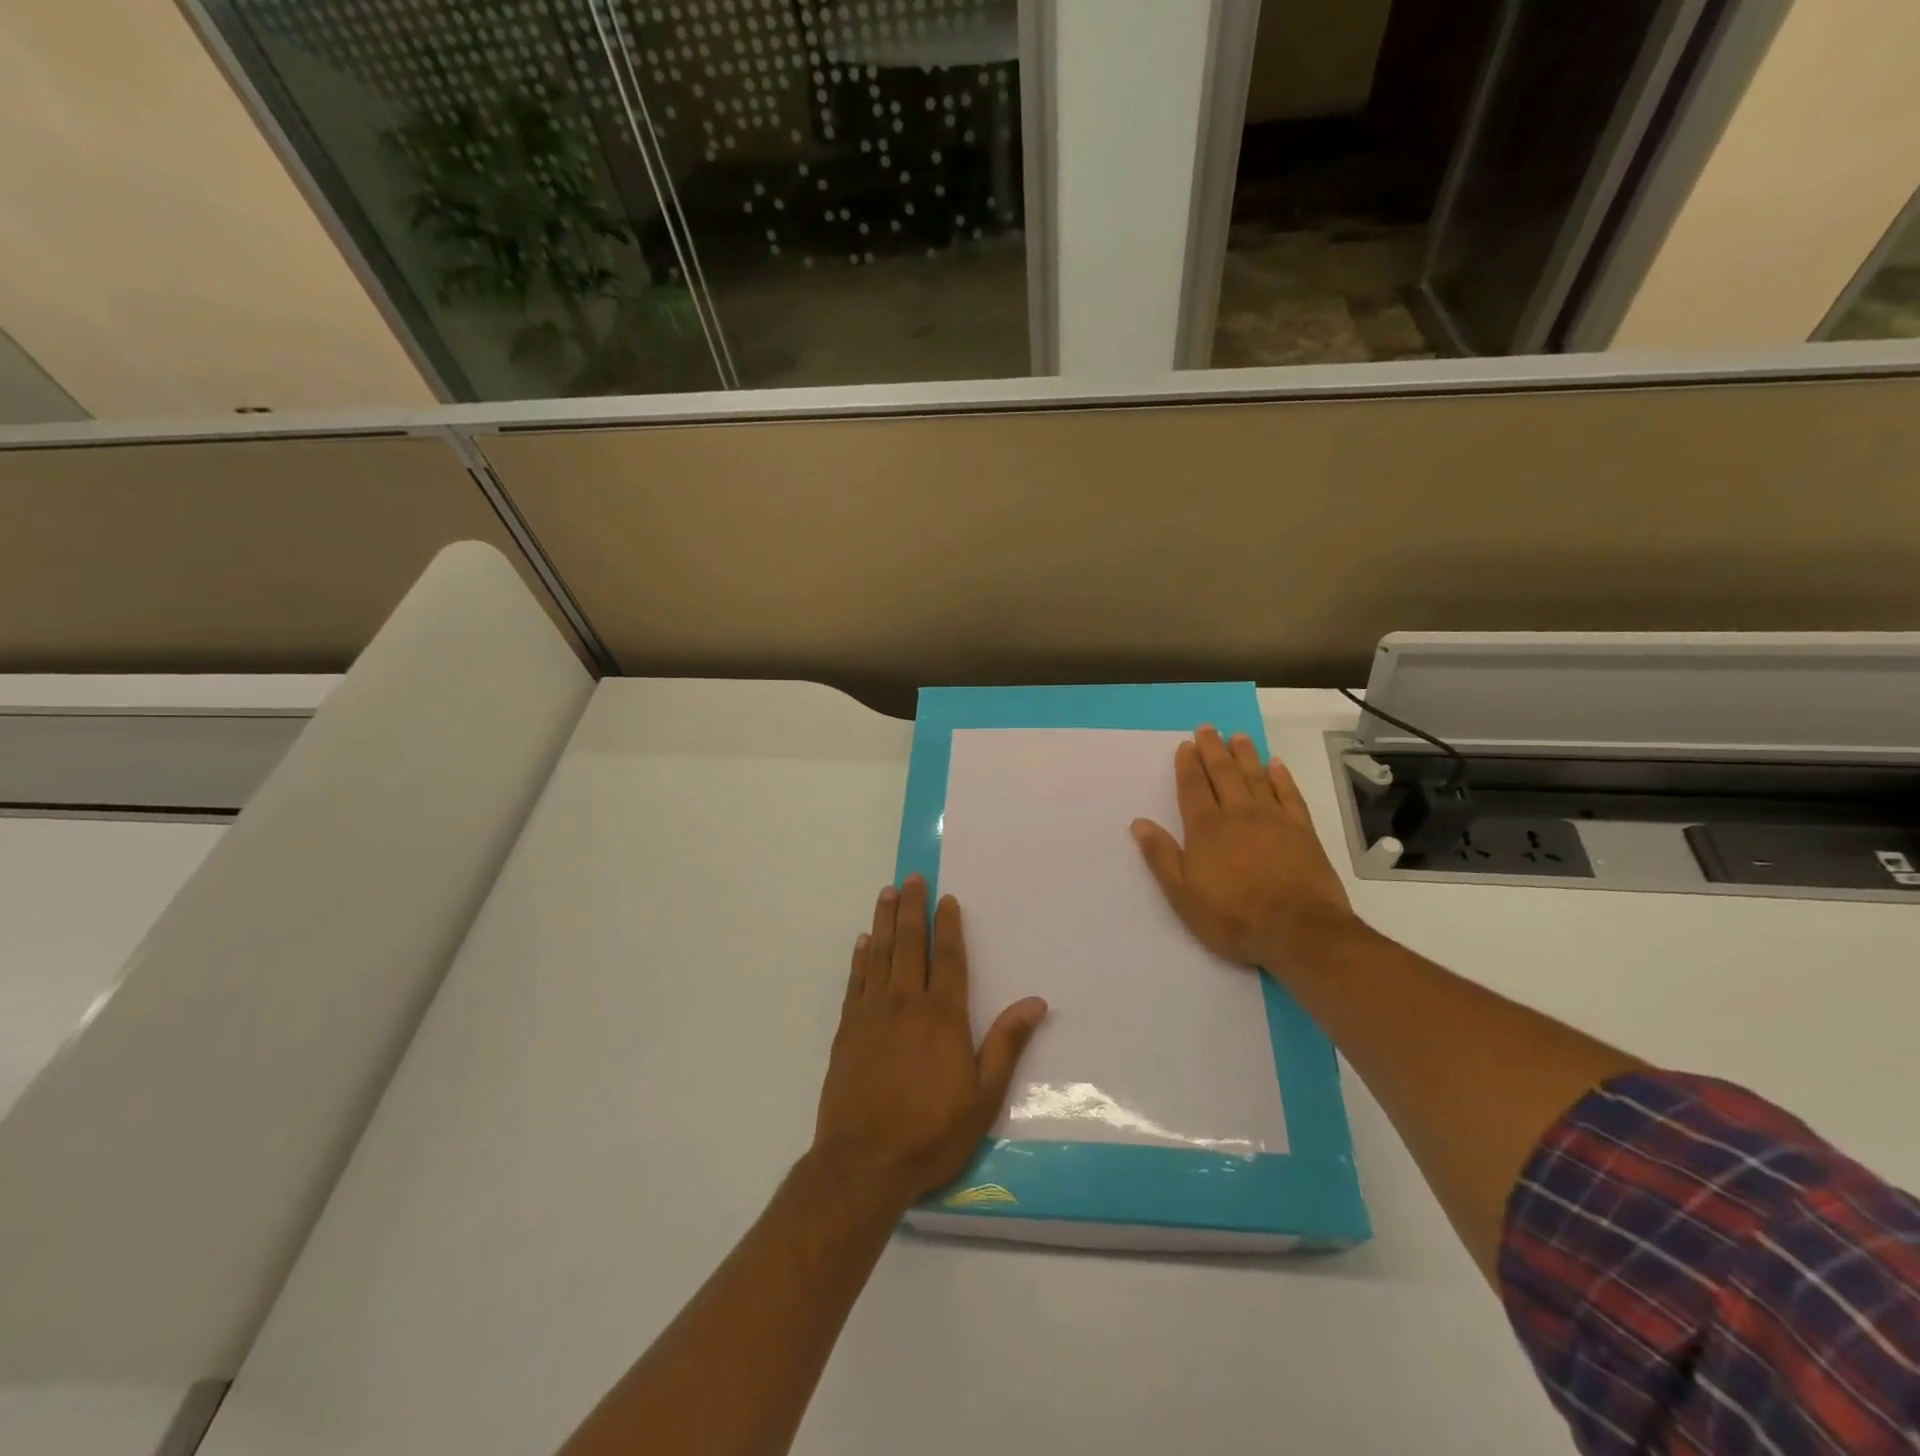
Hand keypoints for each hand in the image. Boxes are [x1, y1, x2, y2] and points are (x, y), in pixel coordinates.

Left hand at [812, 876, 1047, 1209]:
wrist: (864, 1162)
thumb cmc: (931, 1132)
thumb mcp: (983, 1096)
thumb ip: (1007, 1044)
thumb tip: (1036, 1002)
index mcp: (942, 1015)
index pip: (948, 957)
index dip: (948, 925)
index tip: (946, 898)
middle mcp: (906, 1002)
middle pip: (909, 944)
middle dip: (911, 908)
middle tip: (910, 879)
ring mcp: (871, 1013)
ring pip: (879, 954)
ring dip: (884, 921)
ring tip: (886, 893)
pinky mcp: (847, 1029)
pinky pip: (855, 980)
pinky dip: (860, 957)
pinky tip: (863, 942)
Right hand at [1131, 726, 1359, 971]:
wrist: (1298, 931)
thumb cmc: (1232, 917)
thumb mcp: (1183, 895)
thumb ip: (1161, 856)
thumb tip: (1139, 823)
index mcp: (1206, 828)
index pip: (1193, 787)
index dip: (1187, 764)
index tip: (1185, 744)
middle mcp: (1238, 814)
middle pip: (1223, 773)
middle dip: (1213, 749)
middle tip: (1207, 728)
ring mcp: (1273, 819)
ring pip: (1255, 777)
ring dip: (1245, 755)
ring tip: (1237, 736)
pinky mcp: (1302, 831)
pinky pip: (1289, 794)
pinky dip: (1281, 777)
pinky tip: (1276, 765)